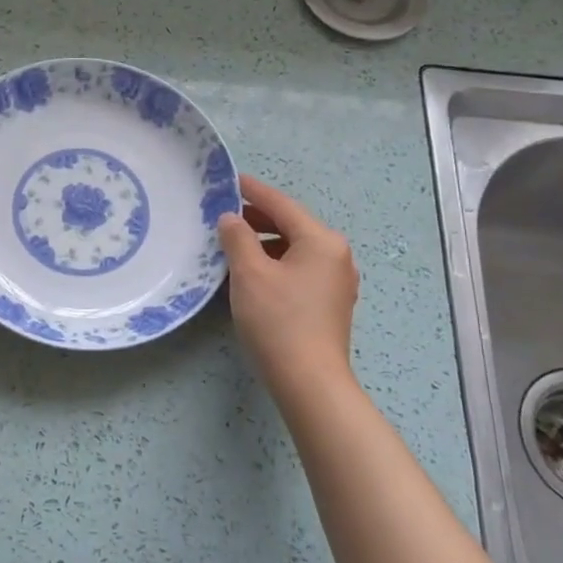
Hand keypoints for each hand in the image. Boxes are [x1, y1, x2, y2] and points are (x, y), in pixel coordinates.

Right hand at [216, 175, 358, 391]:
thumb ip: (237, 238)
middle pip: (292, 225)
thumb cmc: (278, 320)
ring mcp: (337, 281)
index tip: (230, 180)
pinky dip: (277, 263)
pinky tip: (255, 273)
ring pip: (296, 249)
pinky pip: (300, 269)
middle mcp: (336, 255)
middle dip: (258, 218)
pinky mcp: (330, 303)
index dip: (254, 191)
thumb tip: (231, 218)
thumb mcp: (249, 273)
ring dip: (266, 243)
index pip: (282, 205)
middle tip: (225, 214)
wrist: (309, 381)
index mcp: (322, 241)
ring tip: (234, 245)